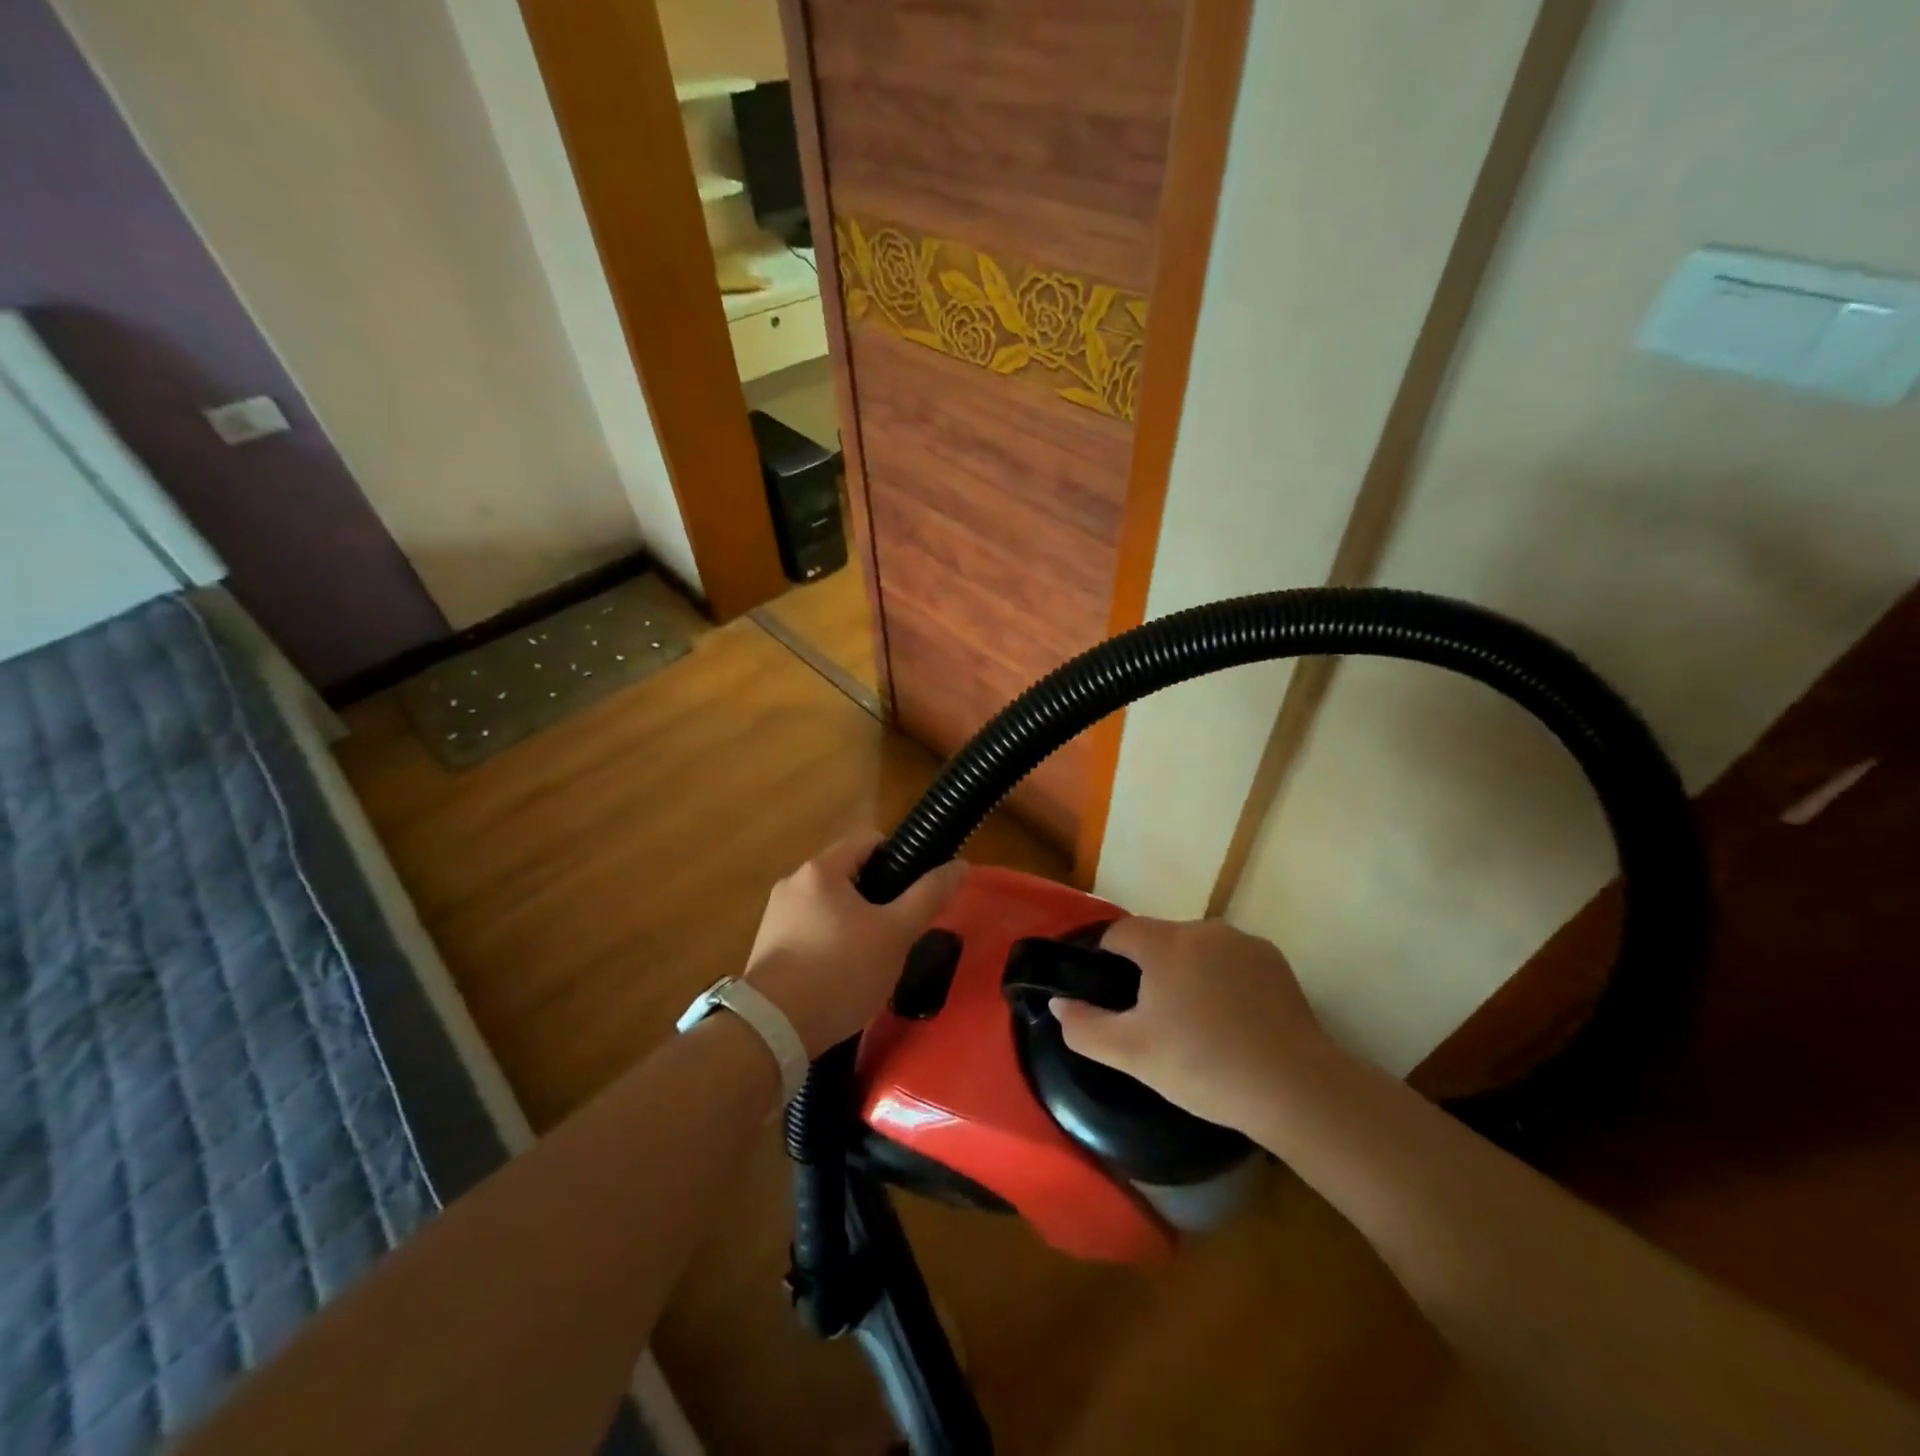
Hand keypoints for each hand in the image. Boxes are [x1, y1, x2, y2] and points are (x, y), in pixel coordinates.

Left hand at [744, 831, 966, 1057]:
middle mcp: (793, 883)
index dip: (899, 861)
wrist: (773, 1031)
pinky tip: (842, 977)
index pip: (869, 841)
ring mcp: (776, 915)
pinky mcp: (768, 947)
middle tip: (898, 933)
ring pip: (831, 906)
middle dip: (878, 899)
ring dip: (855, 923)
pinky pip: (811, 931)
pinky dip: (831, 944)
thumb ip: (928, 896)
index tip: (914, 895)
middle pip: (850, 874)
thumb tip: (960, 865)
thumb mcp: (896, 934)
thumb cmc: (841, 972)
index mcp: (821, 869)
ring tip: (872, 960)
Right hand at [1050, 917, 1336, 1132]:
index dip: (1107, 961)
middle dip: (1151, 972)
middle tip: (1155, 1022)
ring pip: (1198, 951)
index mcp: (1166, 943)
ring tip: (1197, 1026)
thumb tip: (1059, 1003)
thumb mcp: (1132, 1054)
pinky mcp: (1275, 961)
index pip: (1120, 933)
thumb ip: (1084, 1027)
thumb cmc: (1203, 1066)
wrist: (1295, 1088)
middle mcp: (1204, 929)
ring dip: (1189, 975)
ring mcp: (1244, 942)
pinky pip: (1232, 962)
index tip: (1113, 998)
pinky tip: (1234, 1023)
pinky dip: (1224, 982)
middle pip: (1160, 941)